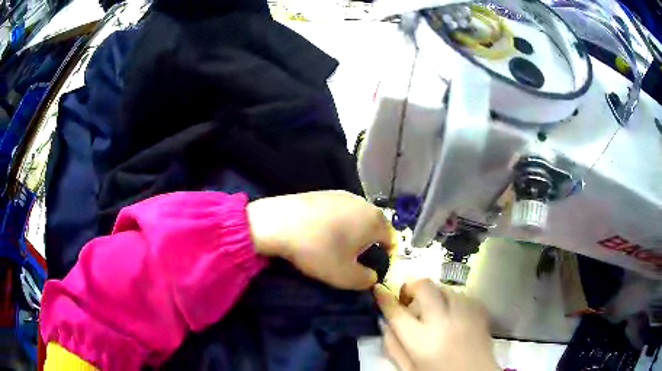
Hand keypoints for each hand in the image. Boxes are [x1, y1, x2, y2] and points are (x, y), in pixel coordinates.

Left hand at [247, 190, 395, 289]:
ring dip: (352, 231)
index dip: (386, 255)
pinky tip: (320, 231)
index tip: (371, 267)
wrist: (278, 223)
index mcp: (375, 221)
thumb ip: (366, 280)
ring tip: (336, 245)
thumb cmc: (318, 251)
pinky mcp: (323, 192)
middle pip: (375, 225)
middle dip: (369, 243)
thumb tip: (372, 276)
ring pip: (356, 217)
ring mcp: (342, 194)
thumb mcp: (345, 276)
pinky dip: (336, 222)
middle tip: (354, 258)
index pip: (391, 239)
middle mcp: (363, 203)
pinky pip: (339, 210)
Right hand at [374, 279, 498, 370]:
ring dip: (434, 294)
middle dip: (412, 287)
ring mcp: (465, 313)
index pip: (397, 312)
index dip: (385, 298)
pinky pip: (462, 293)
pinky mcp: (479, 311)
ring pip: (445, 287)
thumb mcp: (409, 369)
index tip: (379, 289)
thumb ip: (394, 347)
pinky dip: (452, 299)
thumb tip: (386, 324)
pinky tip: (451, 312)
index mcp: (421, 340)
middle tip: (408, 298)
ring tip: (432, 308)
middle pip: (425, 287)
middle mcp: (443, 321)